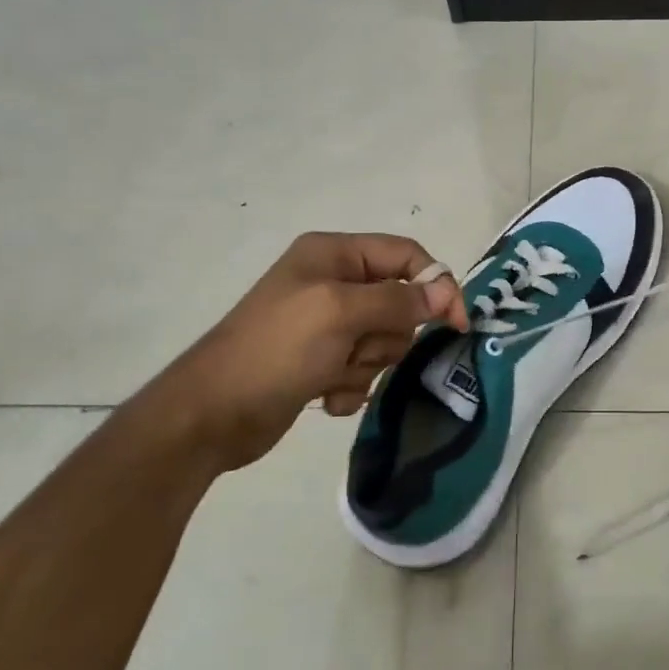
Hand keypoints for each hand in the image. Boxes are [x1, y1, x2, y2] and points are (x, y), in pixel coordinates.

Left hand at [151, 232, 467, 473]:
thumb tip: (445, 292)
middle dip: (384, 335)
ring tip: (330, 374)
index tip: (457, 324)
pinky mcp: (321, 361)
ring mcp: (326, 324)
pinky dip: (350, 386)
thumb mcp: (340, 313)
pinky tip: (323, 395)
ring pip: (384, 341)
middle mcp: (333, 282)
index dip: (436, 284)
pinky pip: (363, 369)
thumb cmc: (276, 350)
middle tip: (354, 349)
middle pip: (400, 303)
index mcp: (334, 254)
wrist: (211, 415)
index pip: (406, 255)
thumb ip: (398, 300)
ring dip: (365, 365)